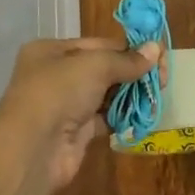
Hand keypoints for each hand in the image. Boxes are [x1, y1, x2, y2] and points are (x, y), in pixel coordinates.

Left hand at [0, 36, 160, 191]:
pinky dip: (122, 117)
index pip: (97, 44)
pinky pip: (104, 119)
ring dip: (130, 95)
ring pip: (104, 94)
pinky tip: (142, 116)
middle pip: (102, 68)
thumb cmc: (59, 92)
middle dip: (131, 72)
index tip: (157, 54)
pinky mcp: (75, 133)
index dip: (128, 48)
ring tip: (156, 96)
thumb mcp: (95, 66)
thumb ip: (126, 60)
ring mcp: (64, 105)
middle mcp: (56, 75)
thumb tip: (156, 48)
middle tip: (161, 79)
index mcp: (52, 51)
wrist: (33, 150)